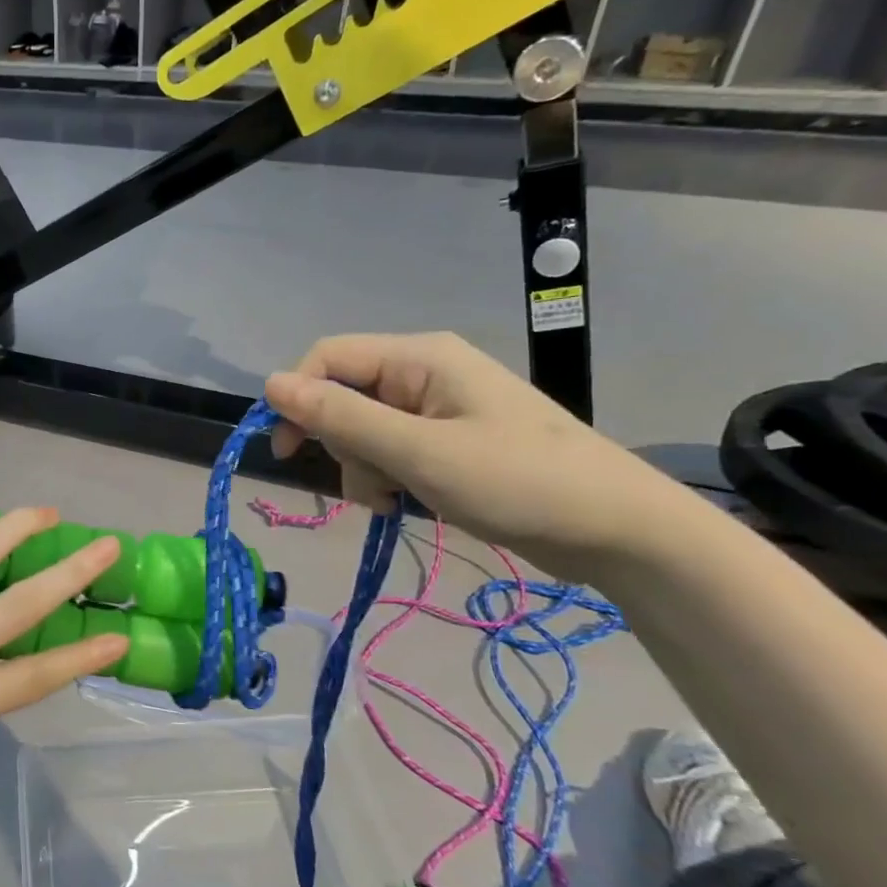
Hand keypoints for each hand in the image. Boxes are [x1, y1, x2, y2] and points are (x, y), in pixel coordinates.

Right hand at [265, 332, 696, 578]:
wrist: (616, 529)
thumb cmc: (517, 482)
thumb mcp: (417, 452)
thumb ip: (340, 417)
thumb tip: (270, 383)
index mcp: (419, 358)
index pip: (327, 358)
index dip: (297, 398)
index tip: (287, 451)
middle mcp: (423, 373)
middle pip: (343, 397)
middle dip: (342, 444)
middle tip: (372, 481)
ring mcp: (437, 408)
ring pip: (362, 430)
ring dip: (363, 468)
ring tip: (396, 500)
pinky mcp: (447, 441)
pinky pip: (390, 451)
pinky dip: (386, 478)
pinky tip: (405, 503)